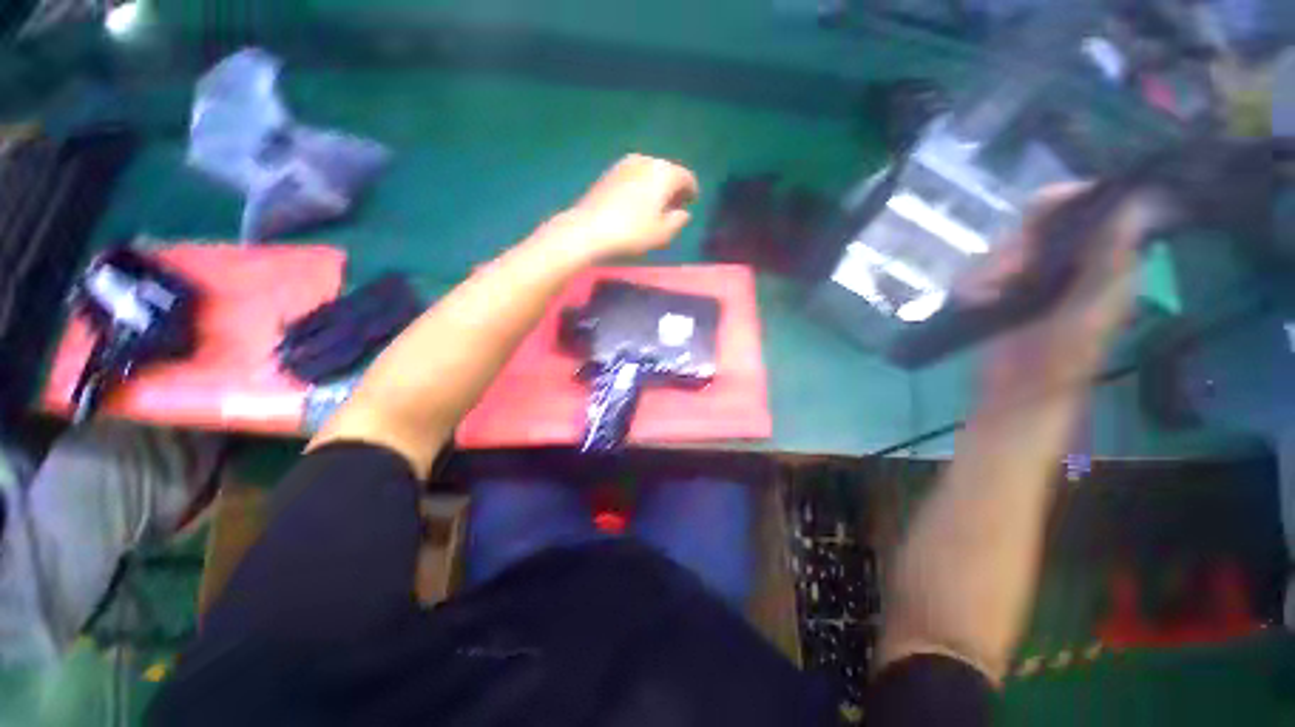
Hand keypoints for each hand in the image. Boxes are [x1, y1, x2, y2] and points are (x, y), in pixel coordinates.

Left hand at [551, 154, 699, 259]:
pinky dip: (640, 186)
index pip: (686, 178)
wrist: (589, 229)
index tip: (691, 203)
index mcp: (665, 173)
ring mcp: (625, 163)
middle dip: (673, 187)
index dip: (691, 191)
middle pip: (667, 171)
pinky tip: (636, 202)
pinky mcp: (609, 172)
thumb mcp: (662, 234)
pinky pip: (633, 176)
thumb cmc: (632, 233)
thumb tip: (683, 213)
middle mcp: (647, 160)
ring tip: (655, 205)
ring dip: (655, 186)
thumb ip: (678, 221)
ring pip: (649, 172)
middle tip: (674, 205)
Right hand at [958, 184, 1157, 401]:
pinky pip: (986, 270)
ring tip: (978, 295)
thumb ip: (1109, 263)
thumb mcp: (1090, 312)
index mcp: (1106, 264)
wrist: (1018, 393)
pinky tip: (972, 300)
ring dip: (988, 268)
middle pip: (1041, 227)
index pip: (1092, 210)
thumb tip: (1136, 202)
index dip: (1068, 200)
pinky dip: (975, 282)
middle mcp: (1073, 263)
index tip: (1036, 209)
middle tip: (1000, 273)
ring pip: (1008, 248)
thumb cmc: (1059, 361)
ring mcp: (1037, 277)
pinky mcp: (1006, 292)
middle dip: (1015, 246)